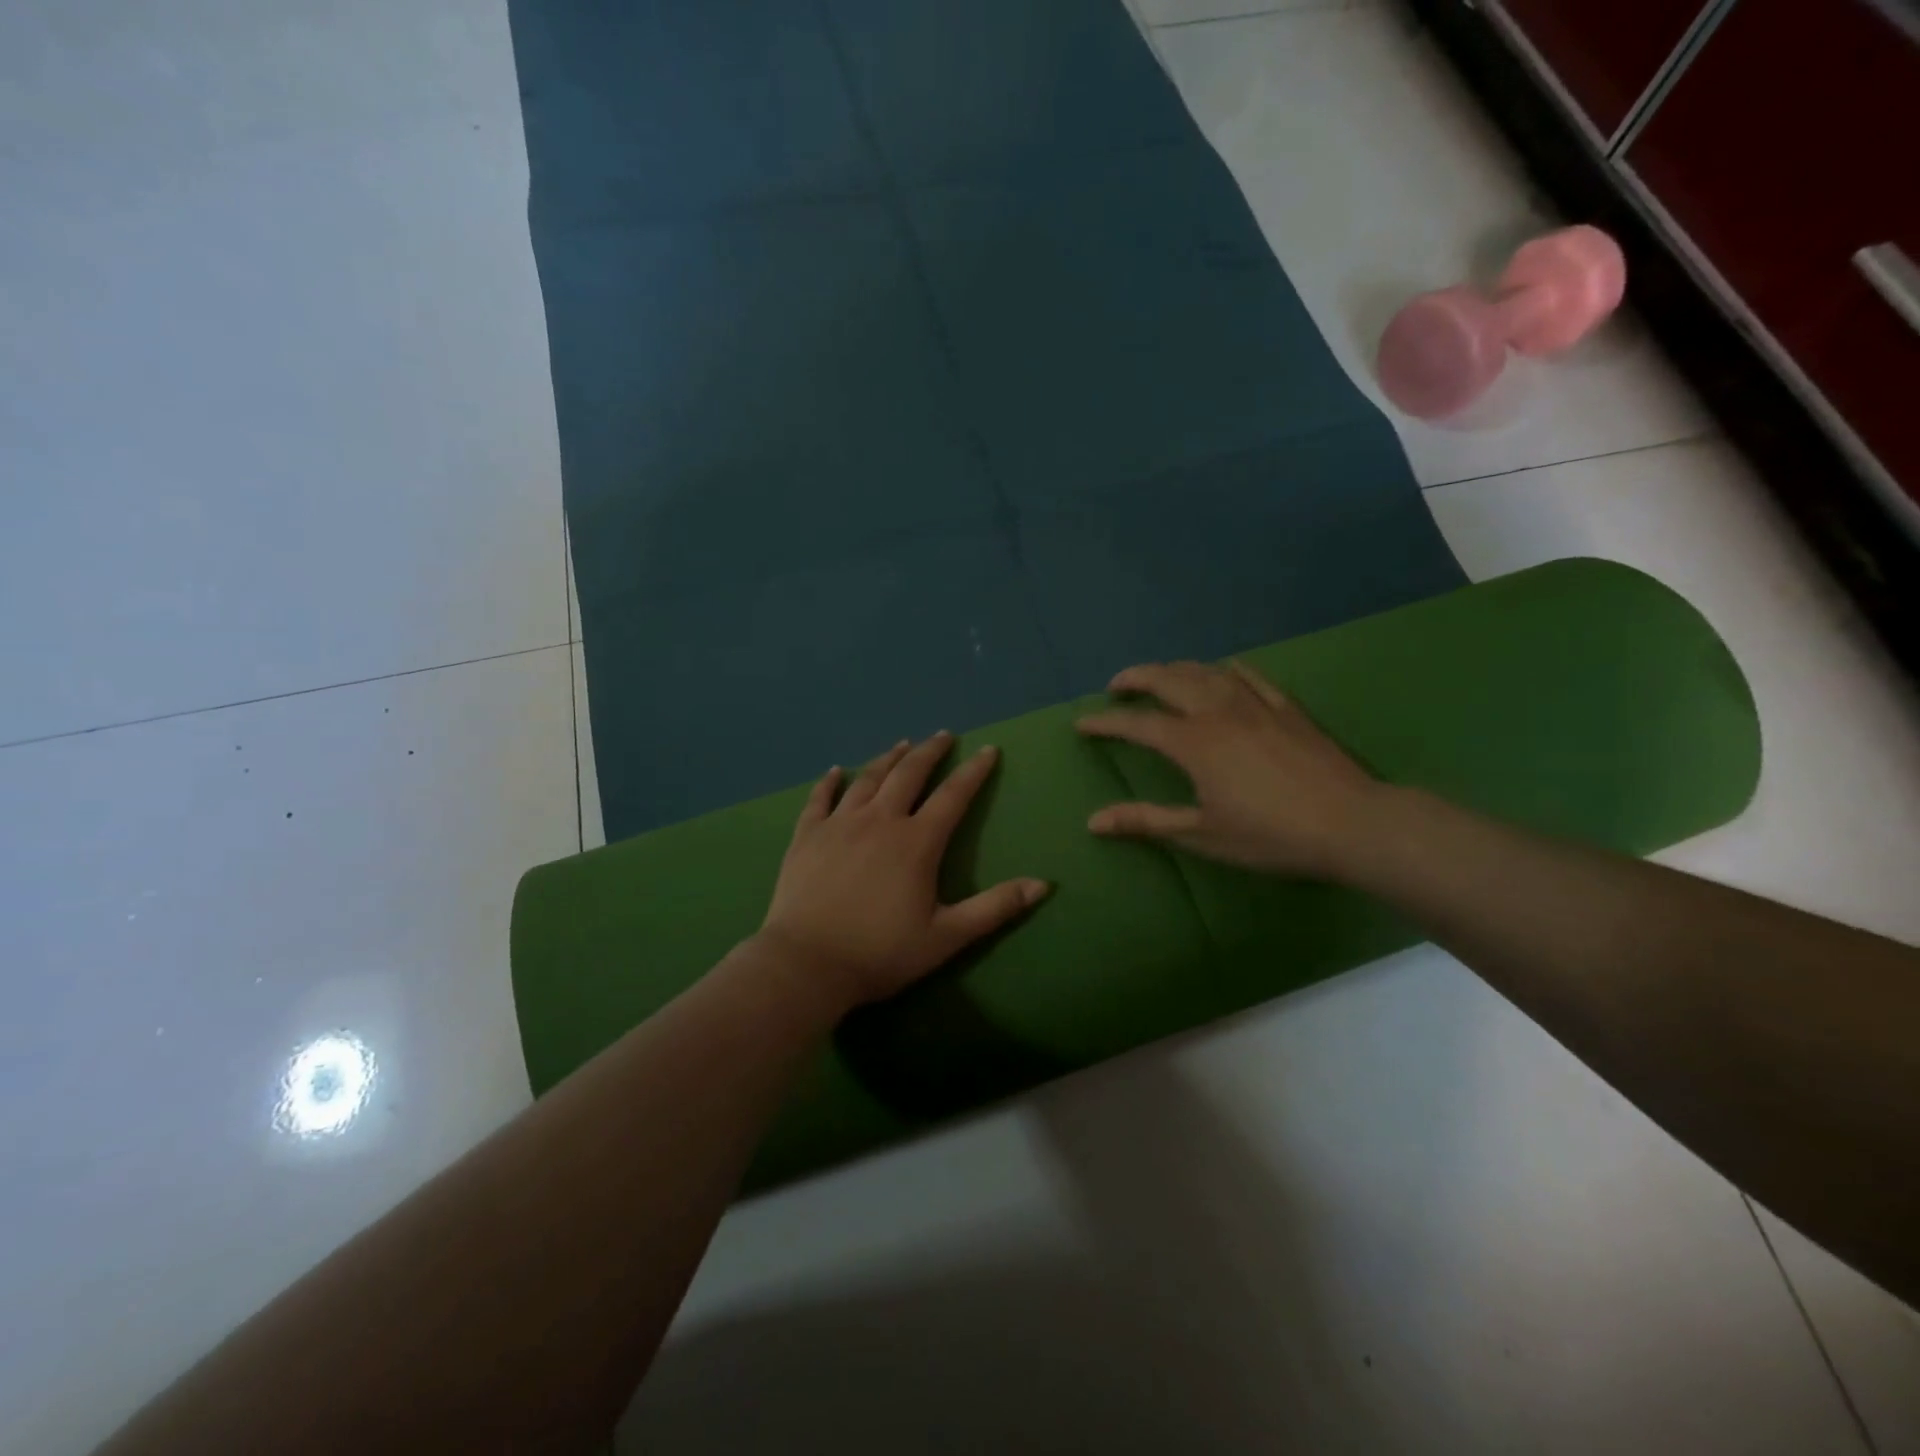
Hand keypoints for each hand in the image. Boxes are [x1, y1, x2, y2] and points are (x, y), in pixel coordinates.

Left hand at [757, 732, 1049, 1009]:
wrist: (807, 964)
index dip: (974, 772)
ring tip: (902, 745)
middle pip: (908, 774)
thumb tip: (1042, 884)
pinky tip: (837, 771)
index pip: (953, 796)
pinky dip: (830, 782)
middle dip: (930, 752)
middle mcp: (879, 821)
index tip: (988, 750)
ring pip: (868, 779)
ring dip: (888, 759)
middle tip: (943, 736)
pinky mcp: (807, 836)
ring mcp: (839, 824)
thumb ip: (995, 908)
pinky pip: (820, 799)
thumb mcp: (947, 936)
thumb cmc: (881, 953)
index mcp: (916, 842)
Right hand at [1076, 660, 1384, 878]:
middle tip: (1117, 685)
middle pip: (1168, 680)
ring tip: (1160, 676)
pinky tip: (1223, 670)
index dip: (1105, 723)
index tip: (1082, 723)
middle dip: (1136, 678)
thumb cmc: (1271, 835)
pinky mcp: (1286, 708)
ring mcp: (1255, 705)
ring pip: (1206, 672)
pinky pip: (1251, 676)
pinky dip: (1227, 669)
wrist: (1351, 823)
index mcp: (1193, 743)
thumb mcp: (1202, 834)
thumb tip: (1094, 821)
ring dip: (1176, 669)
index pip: (1137, 725)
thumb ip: (1146, 821)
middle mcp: (1218, 712)